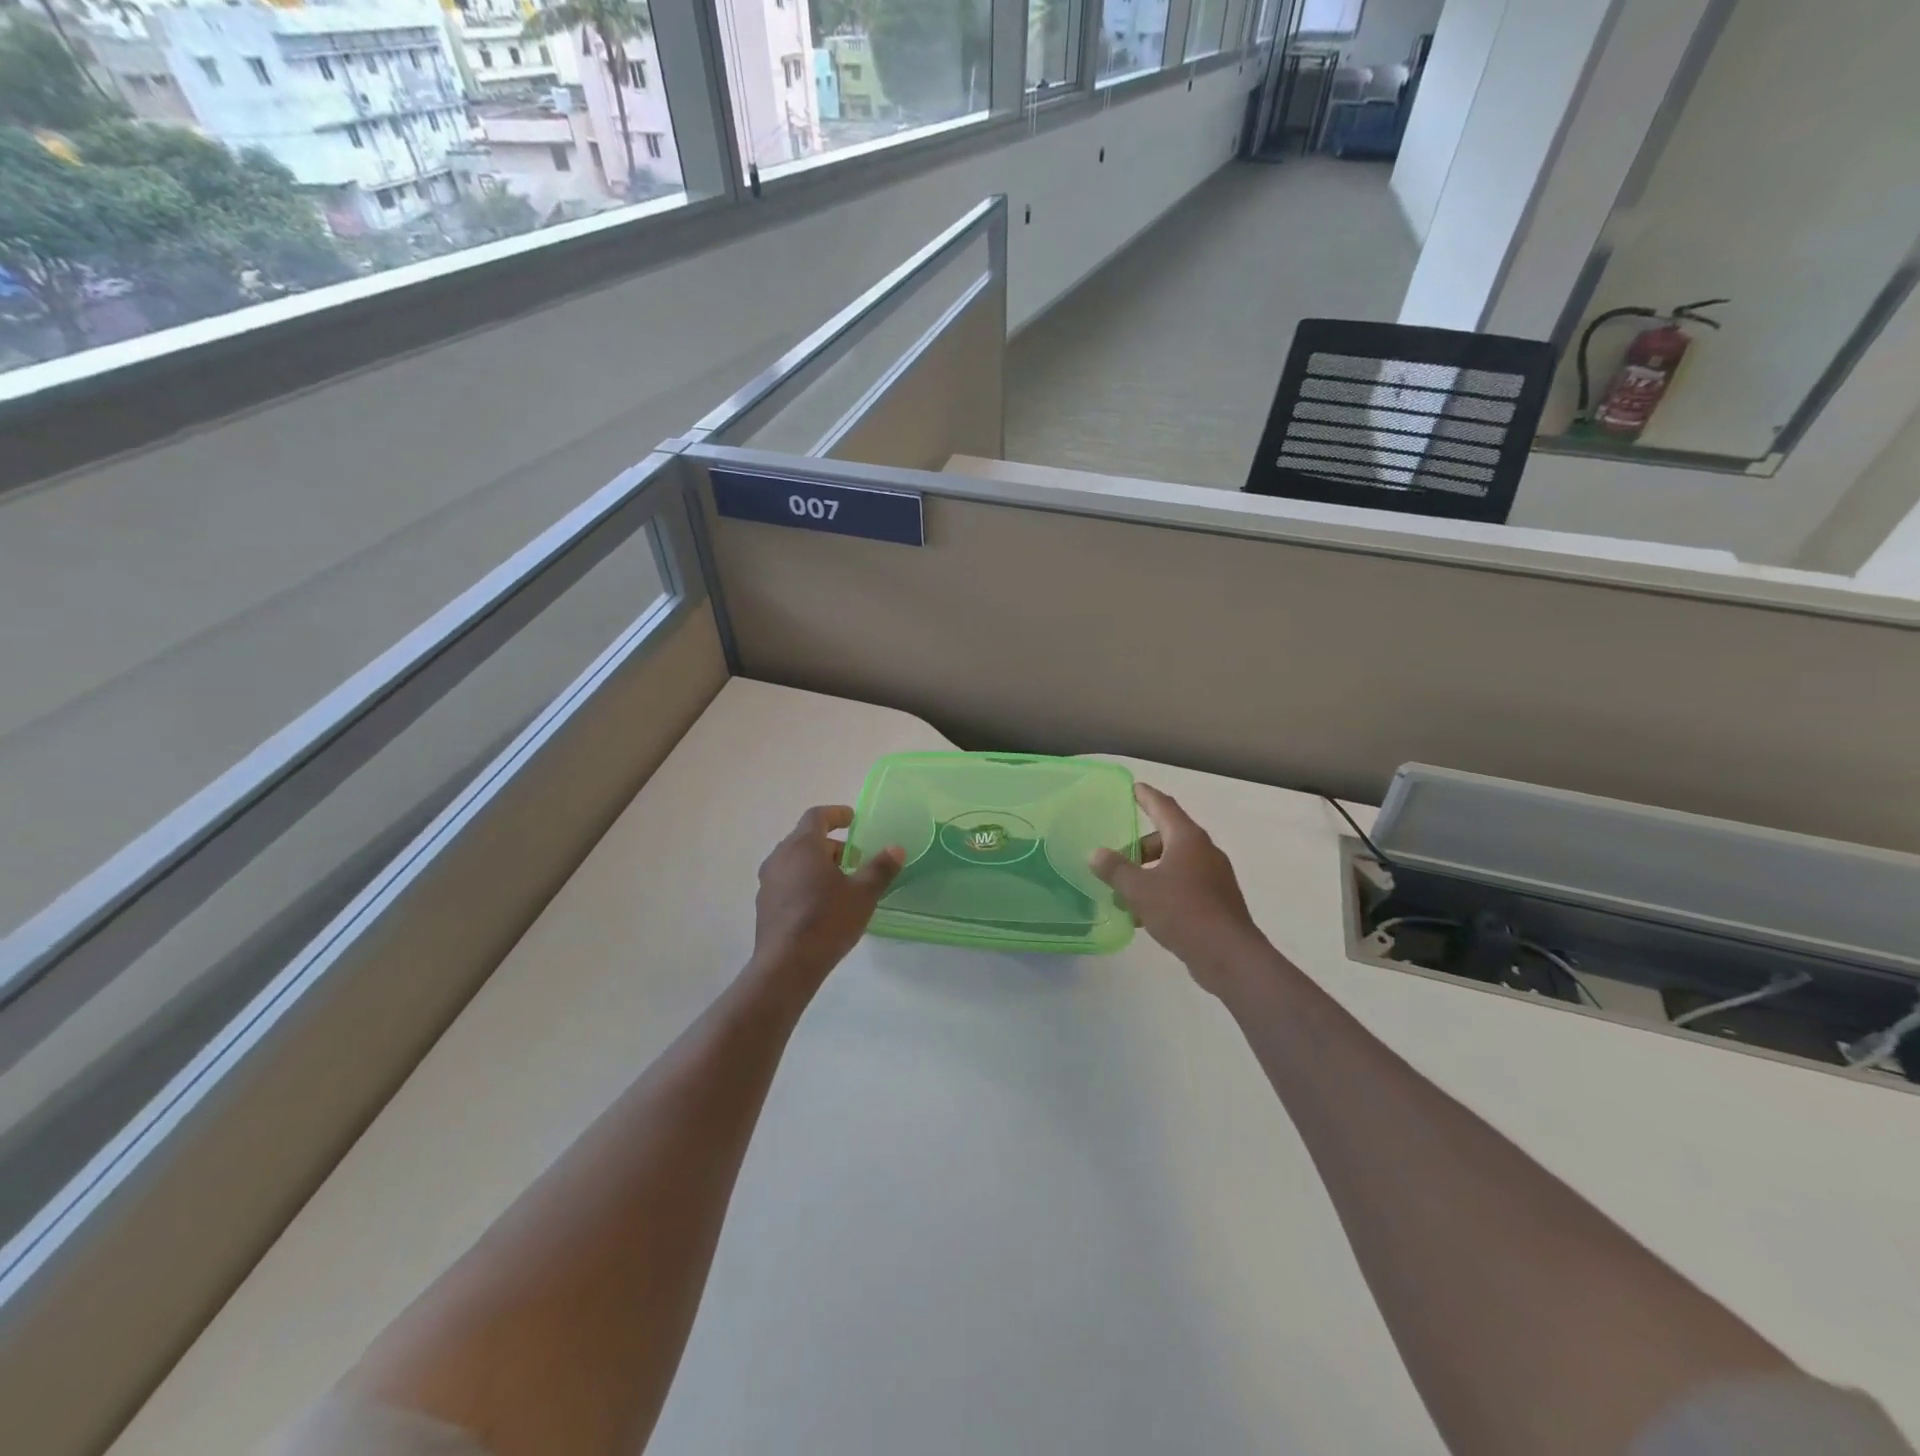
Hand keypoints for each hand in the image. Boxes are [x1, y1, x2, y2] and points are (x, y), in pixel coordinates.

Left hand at [751, 806, 902, 989]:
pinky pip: (787, 882)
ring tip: (841, 883)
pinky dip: (805, 882)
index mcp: (802, 846)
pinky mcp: (764, 904)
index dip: (836, 814)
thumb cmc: (827, 921)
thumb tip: (896, 848)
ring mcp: (768, 882)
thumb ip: (880, 868)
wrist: (786, 966)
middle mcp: (780, 857)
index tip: (853, 819)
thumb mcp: (863, 894)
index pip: (817, 816)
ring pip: (796, 862)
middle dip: (832, 845)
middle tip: (855, 858)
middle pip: (806, 839)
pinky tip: (822, 905)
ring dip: (818, 865)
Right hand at [1090, 784, 1267, 995]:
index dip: (1146, 796)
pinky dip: (1164, 891)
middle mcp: (1205, 852)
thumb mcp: (1139, 889)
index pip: (1164, 806)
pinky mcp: (1218, 902)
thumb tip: (1096, 853)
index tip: (1133, 787)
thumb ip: (1115, 869)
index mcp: (1188, 839)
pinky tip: (1145, 915)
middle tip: (1117, 861)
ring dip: (1150, 874)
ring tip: (1125, 894)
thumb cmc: (1182, 911)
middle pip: (1168, 837)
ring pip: (1175, 865)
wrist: (1229, 956)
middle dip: (1141, 847)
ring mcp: (1215, 877)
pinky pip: (1185, 886)